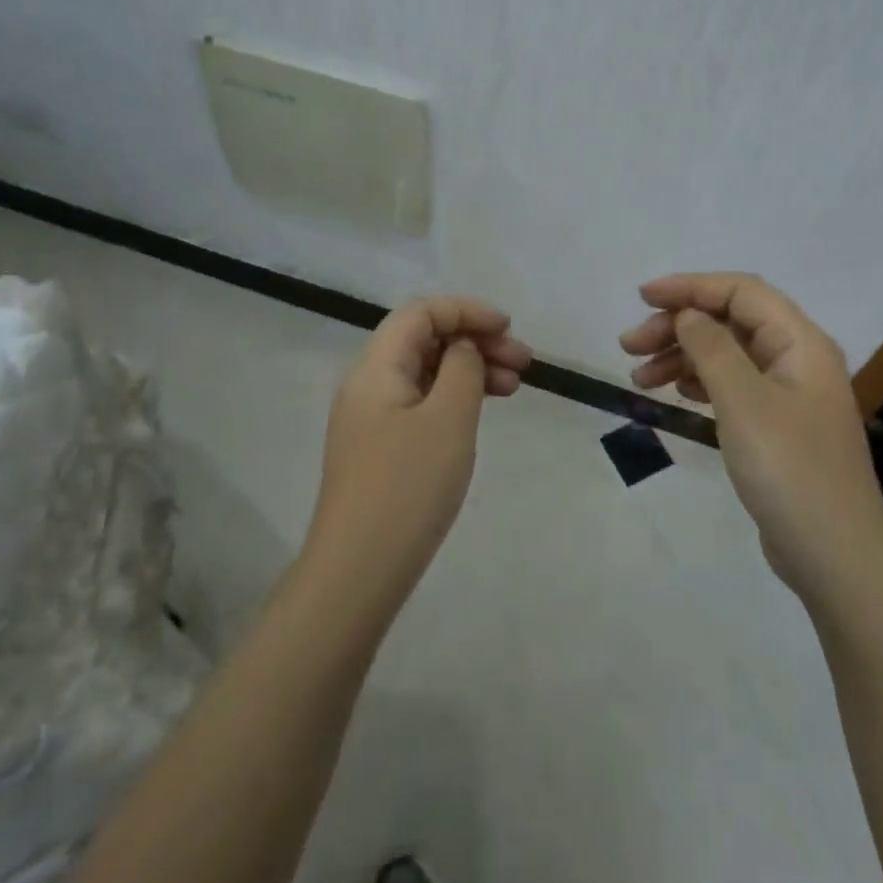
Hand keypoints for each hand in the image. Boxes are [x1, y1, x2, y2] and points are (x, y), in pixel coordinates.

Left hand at [308, 296, 532, 604]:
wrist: (359, 572)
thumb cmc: (408, 487)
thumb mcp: (448, 418)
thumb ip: (462, 368)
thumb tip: (463, 348)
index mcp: (376, 368)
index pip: (421, 313)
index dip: (466, 311)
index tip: (508, 328)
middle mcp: (369, 384)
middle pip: (424, 339)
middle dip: (475, 341)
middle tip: (524, 362)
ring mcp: (373, 418)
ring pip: (427, 372)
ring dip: (470, 369)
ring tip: (514, 387)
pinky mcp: (382, 447)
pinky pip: (423, 402)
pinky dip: (455, 397)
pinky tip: (481, 411)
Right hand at [621, 273, 882, 605]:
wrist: (835, 557)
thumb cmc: (789, 470)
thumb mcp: (743, 402)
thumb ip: (712, 348)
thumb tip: (687, 315)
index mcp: (800, 342)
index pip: (741, 291)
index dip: (690, 287)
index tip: (642, 297)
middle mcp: (797, 359)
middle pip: (730, 321)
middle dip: (678, 325)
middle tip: (628, 345)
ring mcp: (788, 395)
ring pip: (727, 354)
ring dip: (682, 356)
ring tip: (638, 376)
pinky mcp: (776, 426)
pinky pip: (731, 386)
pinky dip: (699, 382)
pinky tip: (673, 393)